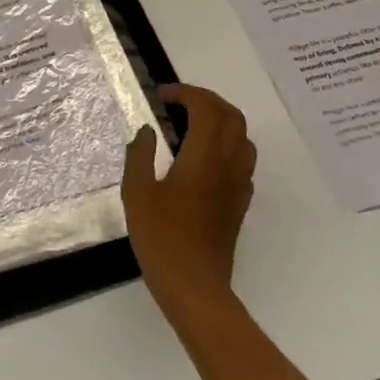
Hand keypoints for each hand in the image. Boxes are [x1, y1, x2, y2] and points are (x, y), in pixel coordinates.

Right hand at [122, 85, 255, 315]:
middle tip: (178, 103)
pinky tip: (202, 160)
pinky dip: (226, 146)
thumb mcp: (137, 192)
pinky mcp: (240, 204)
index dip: (186, 93)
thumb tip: (147, 131)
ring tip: (192, 126)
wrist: (195, 287)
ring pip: (242, 137)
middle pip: (232, 116)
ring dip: (221, 121)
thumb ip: (140, 155)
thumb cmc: (162, 237)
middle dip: (207, 101)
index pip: (207, 107)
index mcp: (204, 156)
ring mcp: (239, 185)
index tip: (161, 96)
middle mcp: (229, 164)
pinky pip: (242, 161)